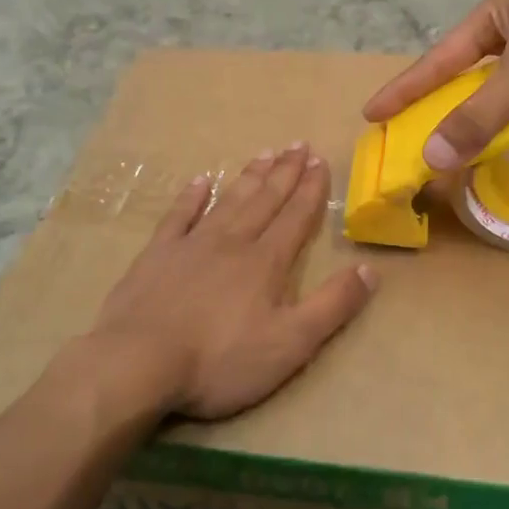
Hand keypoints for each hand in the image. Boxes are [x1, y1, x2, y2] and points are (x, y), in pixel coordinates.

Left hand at [89, 144, 376, 420]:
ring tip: (265, 154)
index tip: (320, 160)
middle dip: (285, 173)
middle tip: (298, 144)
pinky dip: (191, 197)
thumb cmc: (220, 360)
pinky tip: (200, 181)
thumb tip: (370, 270)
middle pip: (264, 200)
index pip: (295, 216)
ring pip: (228, 201)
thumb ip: (332, 305)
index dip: (310, 189)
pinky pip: (178, 216)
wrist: (138, 363)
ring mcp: (191, 245)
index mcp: (266, 262)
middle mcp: (232, 242)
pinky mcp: (156, 256)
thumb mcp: (291, 343)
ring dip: (249, 177)